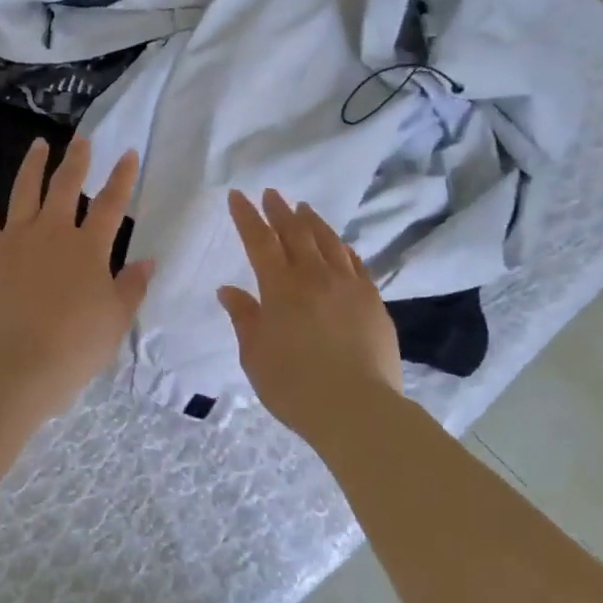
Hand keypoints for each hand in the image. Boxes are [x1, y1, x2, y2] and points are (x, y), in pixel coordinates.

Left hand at [0, 137, 152, 419]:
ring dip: (33, 165)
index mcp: (88, 248)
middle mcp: (53, 231)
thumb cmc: (73, 346)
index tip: (128, 153)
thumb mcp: (115, 321)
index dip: (122, 177)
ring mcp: (16, 238)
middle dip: (77, 159)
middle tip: (82, 139)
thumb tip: (147, 261)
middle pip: (66, 186)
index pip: (111, 204)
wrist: (15, 364)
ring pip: (25, 190)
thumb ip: (132, 287)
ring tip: (39, 144)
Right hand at [218, 189, 402, 437]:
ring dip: (312, 222)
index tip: (238, 196)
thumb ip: (244, 318)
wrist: (357, 409)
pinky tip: (340, 245)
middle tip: (272, 194)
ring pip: (328, 242)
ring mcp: (348, 285)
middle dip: (280, 211)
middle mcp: (314, 276)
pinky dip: (342, 248)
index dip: (247, 217)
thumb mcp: (255, 355)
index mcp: (280, 287)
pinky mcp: (373, 300)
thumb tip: (229, 290)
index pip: (260, 241)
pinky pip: (355, 263)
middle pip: (295, 233)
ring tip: (304, 209)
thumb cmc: (294, 385)